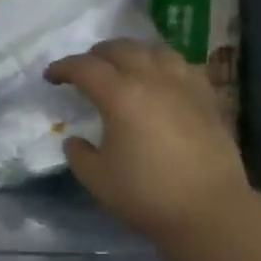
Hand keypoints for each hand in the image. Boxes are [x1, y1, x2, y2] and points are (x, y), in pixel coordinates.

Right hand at [45, 39, 251, 246]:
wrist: (209, 211)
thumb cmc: (147, 194)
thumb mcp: (97, 179)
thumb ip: (79, 154)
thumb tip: (76, 140)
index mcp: (120, 95)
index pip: (85, 68)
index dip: (64, 68)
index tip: (51, 76)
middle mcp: (153, 79)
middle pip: (121, 49)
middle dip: (96, 55)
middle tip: (85, 69)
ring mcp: (184, 85)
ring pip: (155, 50)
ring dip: (132, 52)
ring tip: (124, 66)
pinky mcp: (208, 97)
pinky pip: (182, 66)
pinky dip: (163, 64)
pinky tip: (162, 80)